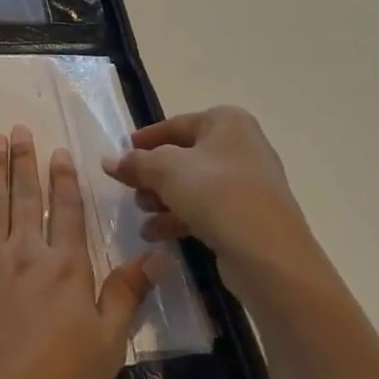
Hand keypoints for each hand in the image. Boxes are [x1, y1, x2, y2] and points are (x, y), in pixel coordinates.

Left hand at [0, 125, 154, 378]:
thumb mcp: (107, 348)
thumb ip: (127, 296)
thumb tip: (156, 255)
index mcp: (65, 267)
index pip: (68, 211)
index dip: (65, 179)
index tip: (60, 151)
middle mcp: (25, 251)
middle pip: (27, 197)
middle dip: (26, 161)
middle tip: (20, 130)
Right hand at [101, 106, 315, 298]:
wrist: (270, 256)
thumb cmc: (216, 194)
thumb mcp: (166, 170)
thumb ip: (135, 162)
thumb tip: (108, 161)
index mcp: (227, 122)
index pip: (174, 125)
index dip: (144, 141)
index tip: (120, 157)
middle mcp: (242, 146)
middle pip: (183, 156)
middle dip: (153, 175)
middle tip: (129, 190)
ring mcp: (249, 184)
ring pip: (194, 185)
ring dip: (163, 199)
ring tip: (141, 215)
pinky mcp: (250, 217)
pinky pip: (207, 209)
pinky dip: (180, 217)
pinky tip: (156, 234)